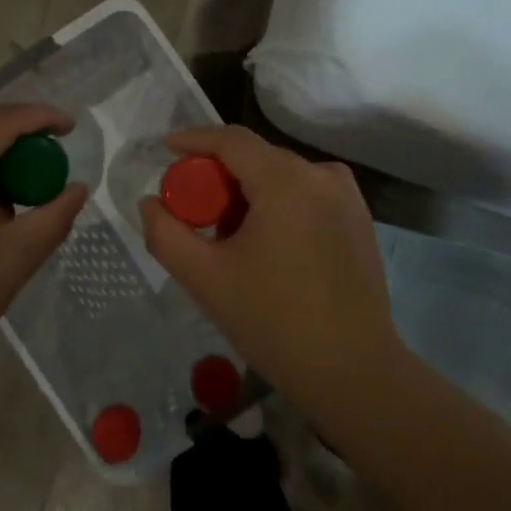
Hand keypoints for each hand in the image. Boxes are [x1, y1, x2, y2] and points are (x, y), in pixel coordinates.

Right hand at [138, 126, 402, 416]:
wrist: (352, 371)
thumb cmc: (274, 322)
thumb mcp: (205, 279)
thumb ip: (166, 234)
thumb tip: (150, 202)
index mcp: (287, 181)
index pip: (232, 140)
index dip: (194, 139)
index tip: (165, 149)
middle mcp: (322, 176)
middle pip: (257, 158)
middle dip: (219, 177)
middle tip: (192, 211)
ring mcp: (347, 197)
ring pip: (283, 177)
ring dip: (250, 194)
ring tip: (229, 237)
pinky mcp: (360, 220)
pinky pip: (307, 195)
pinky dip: (279, 205)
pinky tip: (267, 246)